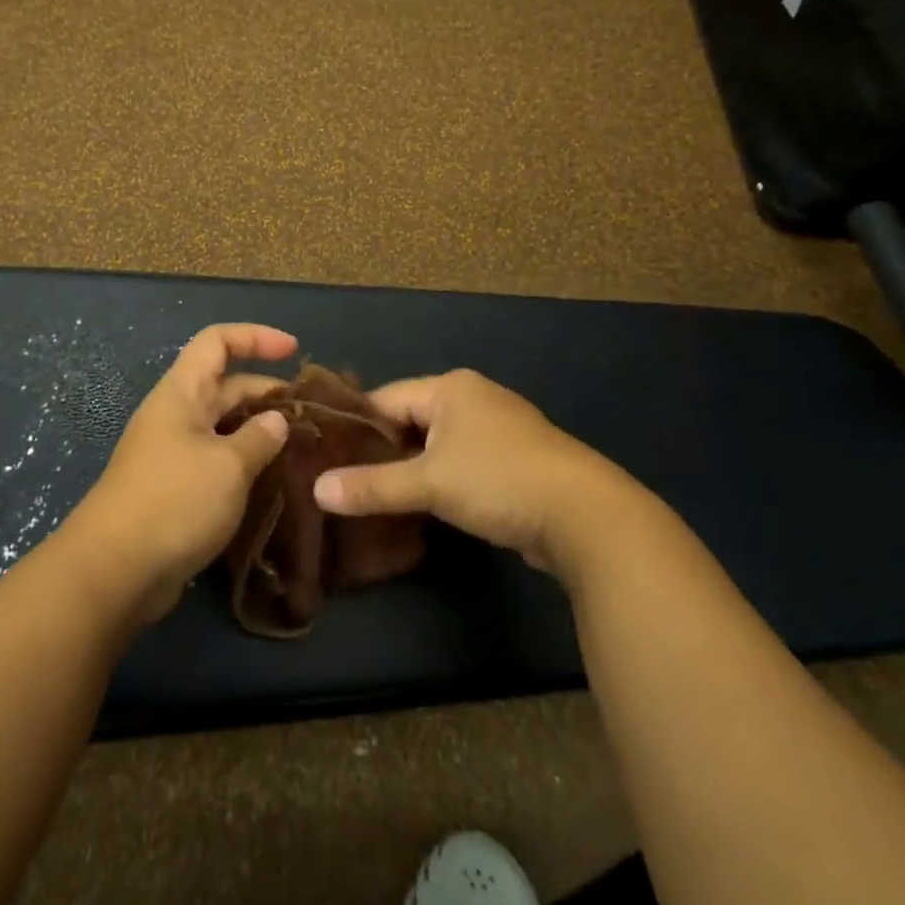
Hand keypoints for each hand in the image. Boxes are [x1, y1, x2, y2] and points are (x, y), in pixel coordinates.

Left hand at [65, 324, 295, 621]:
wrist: (115, 570)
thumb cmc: (174, 501)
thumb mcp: (228, 465)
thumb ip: (259, 438)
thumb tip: (277, 420)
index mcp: (182, 393)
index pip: (217, 341)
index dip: (256, 337)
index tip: (295, 350)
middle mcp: (177, 415)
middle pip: (226, 384)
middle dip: (267, 391)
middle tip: (311, 414)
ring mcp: (174, 453)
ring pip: (224, 426)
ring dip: (260, 431)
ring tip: (302, 447)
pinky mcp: (176, 488)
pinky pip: (218, 460)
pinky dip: (246, 462)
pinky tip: (274, 481)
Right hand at [312, 369, 647, 575]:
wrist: (587, 517)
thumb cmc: (500, 481)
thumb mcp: (430, 483)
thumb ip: (373, 486)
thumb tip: (317, 490)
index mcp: (451, 387)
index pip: (385, 399)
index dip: (355, 428)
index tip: (325, 457)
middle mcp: (473, 399)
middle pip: (410, 420)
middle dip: (381, 452)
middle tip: (344, 483)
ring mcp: (496, 430)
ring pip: (435, 445)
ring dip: (411, 470)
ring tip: (374, 498)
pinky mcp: (512, 462)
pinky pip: (460, 464)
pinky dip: (439, 482)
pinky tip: (420, 508)